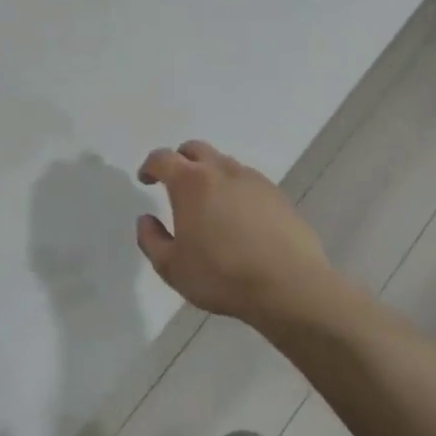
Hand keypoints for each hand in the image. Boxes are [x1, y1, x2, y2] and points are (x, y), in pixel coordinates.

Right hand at [135, 141, 335, 325]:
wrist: (289, 285)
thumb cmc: (221, 276)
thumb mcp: (171, 267)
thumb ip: (151, 239)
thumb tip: (146, 219)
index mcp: (190, 182)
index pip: (163, 158)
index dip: (150, 166)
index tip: (146, 179)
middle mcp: (222, 171)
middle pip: (195, 149)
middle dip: (180, 160)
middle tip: (174, 182)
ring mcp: (253, 180)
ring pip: (224, 163)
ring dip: (209, 173)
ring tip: (207, 202)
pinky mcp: (277, 195)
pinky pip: (248, 181)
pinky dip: (235, 189)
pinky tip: (238, 217)